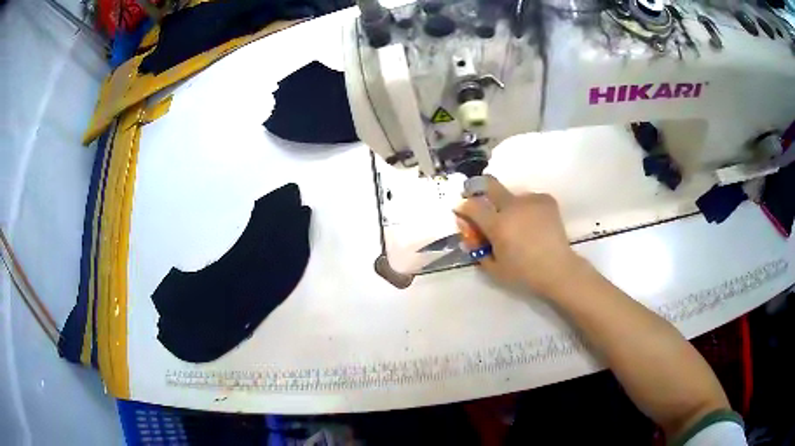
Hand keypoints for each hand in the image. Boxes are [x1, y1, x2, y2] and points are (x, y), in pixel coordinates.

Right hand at [455, 175, 585, 298]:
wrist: (557, 269)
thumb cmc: (523, 273)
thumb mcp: (494, 268)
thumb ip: (477, 250)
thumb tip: (469, 236)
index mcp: (497, 224)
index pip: (471, 206)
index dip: (463, 207)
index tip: (462, 211)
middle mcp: (512, 207)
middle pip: (489, 184)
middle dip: (479, 187)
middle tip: (480, 197)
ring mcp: (530, 201)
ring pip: (512, 196)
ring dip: (509, 206)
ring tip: (519, 223)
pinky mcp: (546, 200)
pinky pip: (530, 199)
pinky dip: (528, 208)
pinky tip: (534, 223)